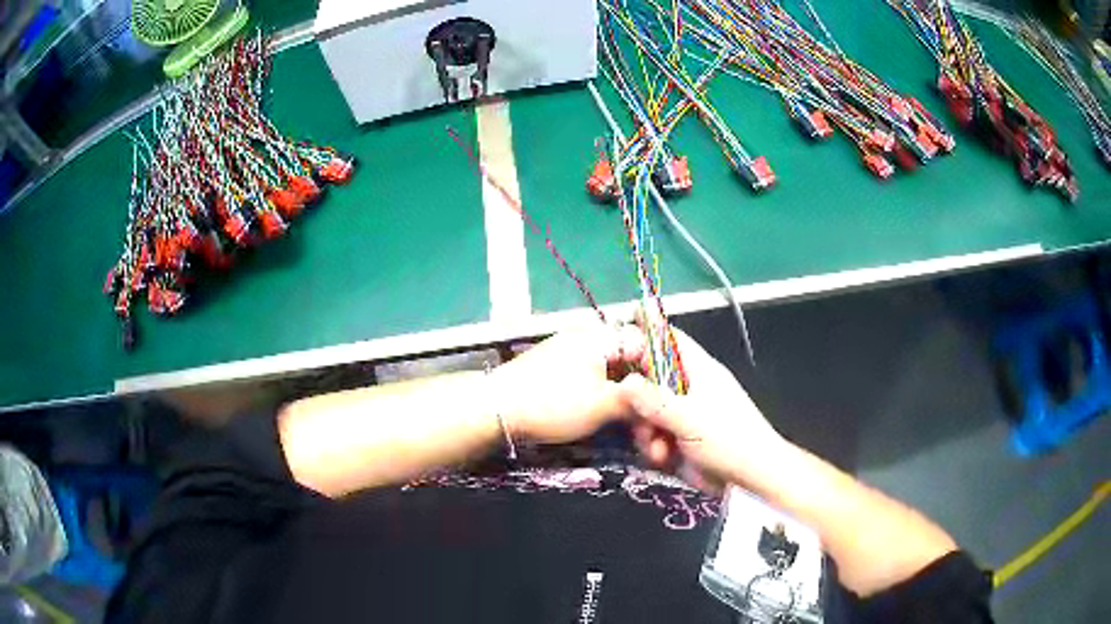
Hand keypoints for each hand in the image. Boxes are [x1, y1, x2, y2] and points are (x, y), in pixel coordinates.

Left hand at [489, 323, 646, 443]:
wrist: (496, 408)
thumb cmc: (554, 403)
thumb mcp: (603, 404)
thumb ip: (636, 400)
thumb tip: (657, 402)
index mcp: (601, 336)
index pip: (645, 344)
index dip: (659, 372)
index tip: (666, 400)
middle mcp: (587, 337)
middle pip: (627, 357)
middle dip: (640, 385)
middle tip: (648, 414)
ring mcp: (569, 351)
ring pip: (610, 369)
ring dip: (622, 392)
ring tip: (631, 420)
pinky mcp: (557, 368)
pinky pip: (591, 376)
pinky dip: (603, 393)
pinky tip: (607, 414)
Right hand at [621, 328, 784, 487]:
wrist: (752, 476)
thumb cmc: (728, 439)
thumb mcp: (690, 419)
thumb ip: (655, 401)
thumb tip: (624, 383)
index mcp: (698, 369)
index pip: (666, 341)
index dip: (641, 341)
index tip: (614, 357)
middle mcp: (689, 387)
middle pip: (649, 379)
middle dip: (637, 401)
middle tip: (637, 421)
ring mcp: (685, 413)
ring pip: (649, 411)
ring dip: (645, 430)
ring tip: (656, 448)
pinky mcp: (682, 436)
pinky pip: (656, 434)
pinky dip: (655, 445)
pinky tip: (662, 458)